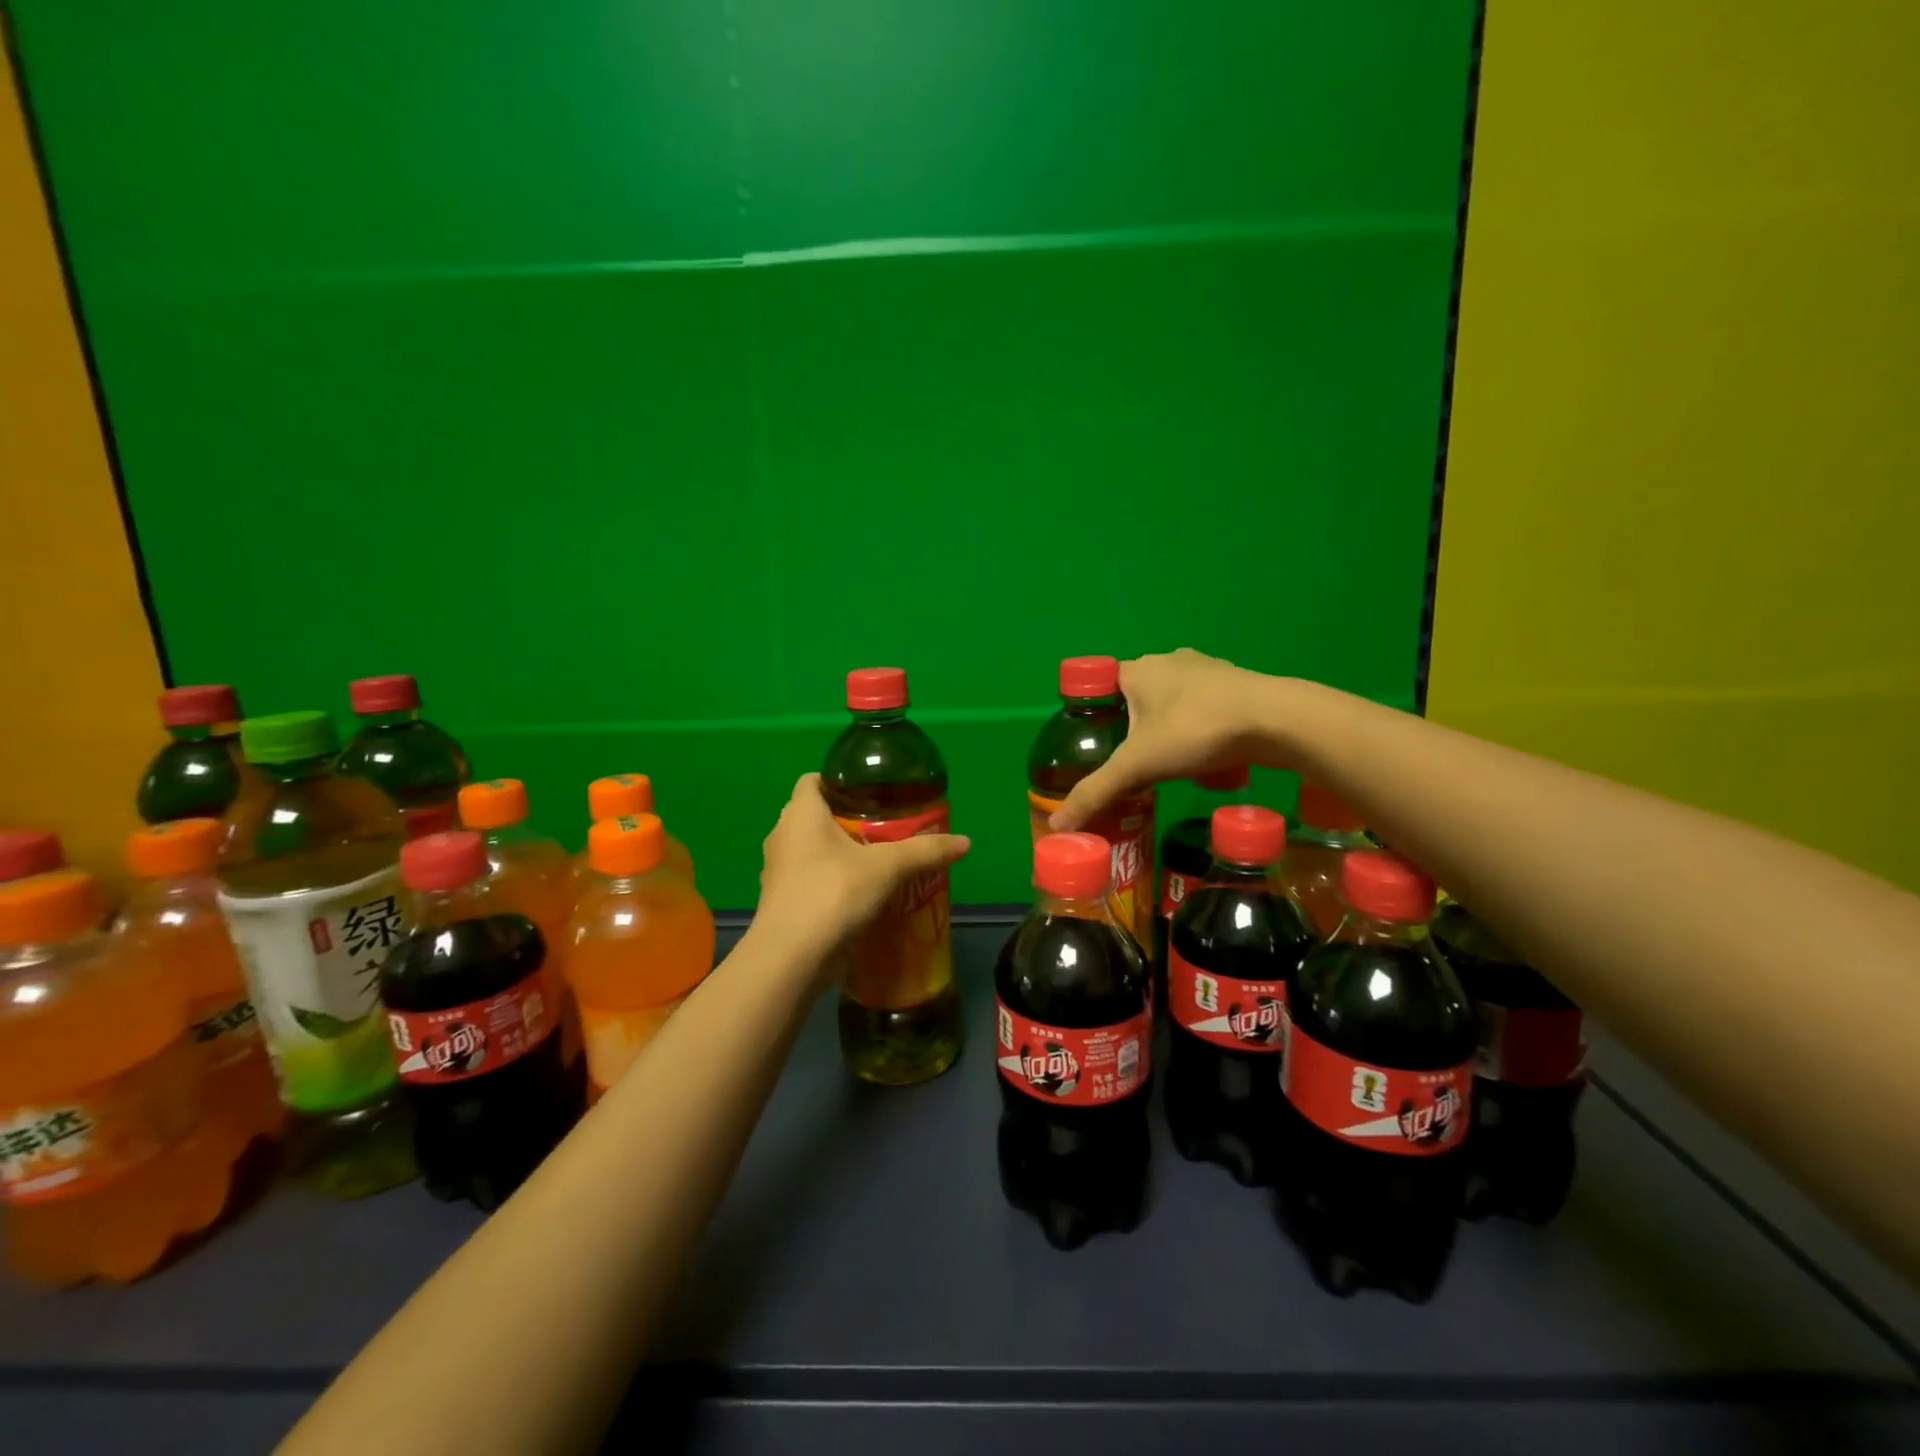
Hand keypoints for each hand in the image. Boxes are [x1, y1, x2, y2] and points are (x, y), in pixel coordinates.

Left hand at [753, 773, 971, 963]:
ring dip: (839, 854)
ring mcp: (777, 871)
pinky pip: (809, 880)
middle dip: (847, 820)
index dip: (840, 780)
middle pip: (815, 815)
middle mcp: (782, 835)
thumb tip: (966, 842)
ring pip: (812, 850)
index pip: (813, 779)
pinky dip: (831, 883)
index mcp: (801, 813)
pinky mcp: (781, 902)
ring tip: (877, 862)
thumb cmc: (833, 894)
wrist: (791, 959)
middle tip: (885, 828)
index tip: (872, 792)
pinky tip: (860, 896)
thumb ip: (925, 851)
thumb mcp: (887, 867)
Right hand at [1050, 649, 1284, 831]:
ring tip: (1169, 763)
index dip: (1095, 716)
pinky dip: (1201, 730)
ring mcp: (1208, 670)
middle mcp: (1169, 661)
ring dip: (1168, 729)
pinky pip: (1206, 708)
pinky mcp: (1238, 686)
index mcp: (1137, 670)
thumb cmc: (1195, 731)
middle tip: (1134, 764)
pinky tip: (1208, 757)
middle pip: (1138, 697)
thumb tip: (1057, 826)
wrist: (1276, 721)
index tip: (1097, 747)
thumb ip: (1096, 793)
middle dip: (1134, 729)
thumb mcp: (1138, 766)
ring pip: (1174, 702)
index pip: (1101, 686)